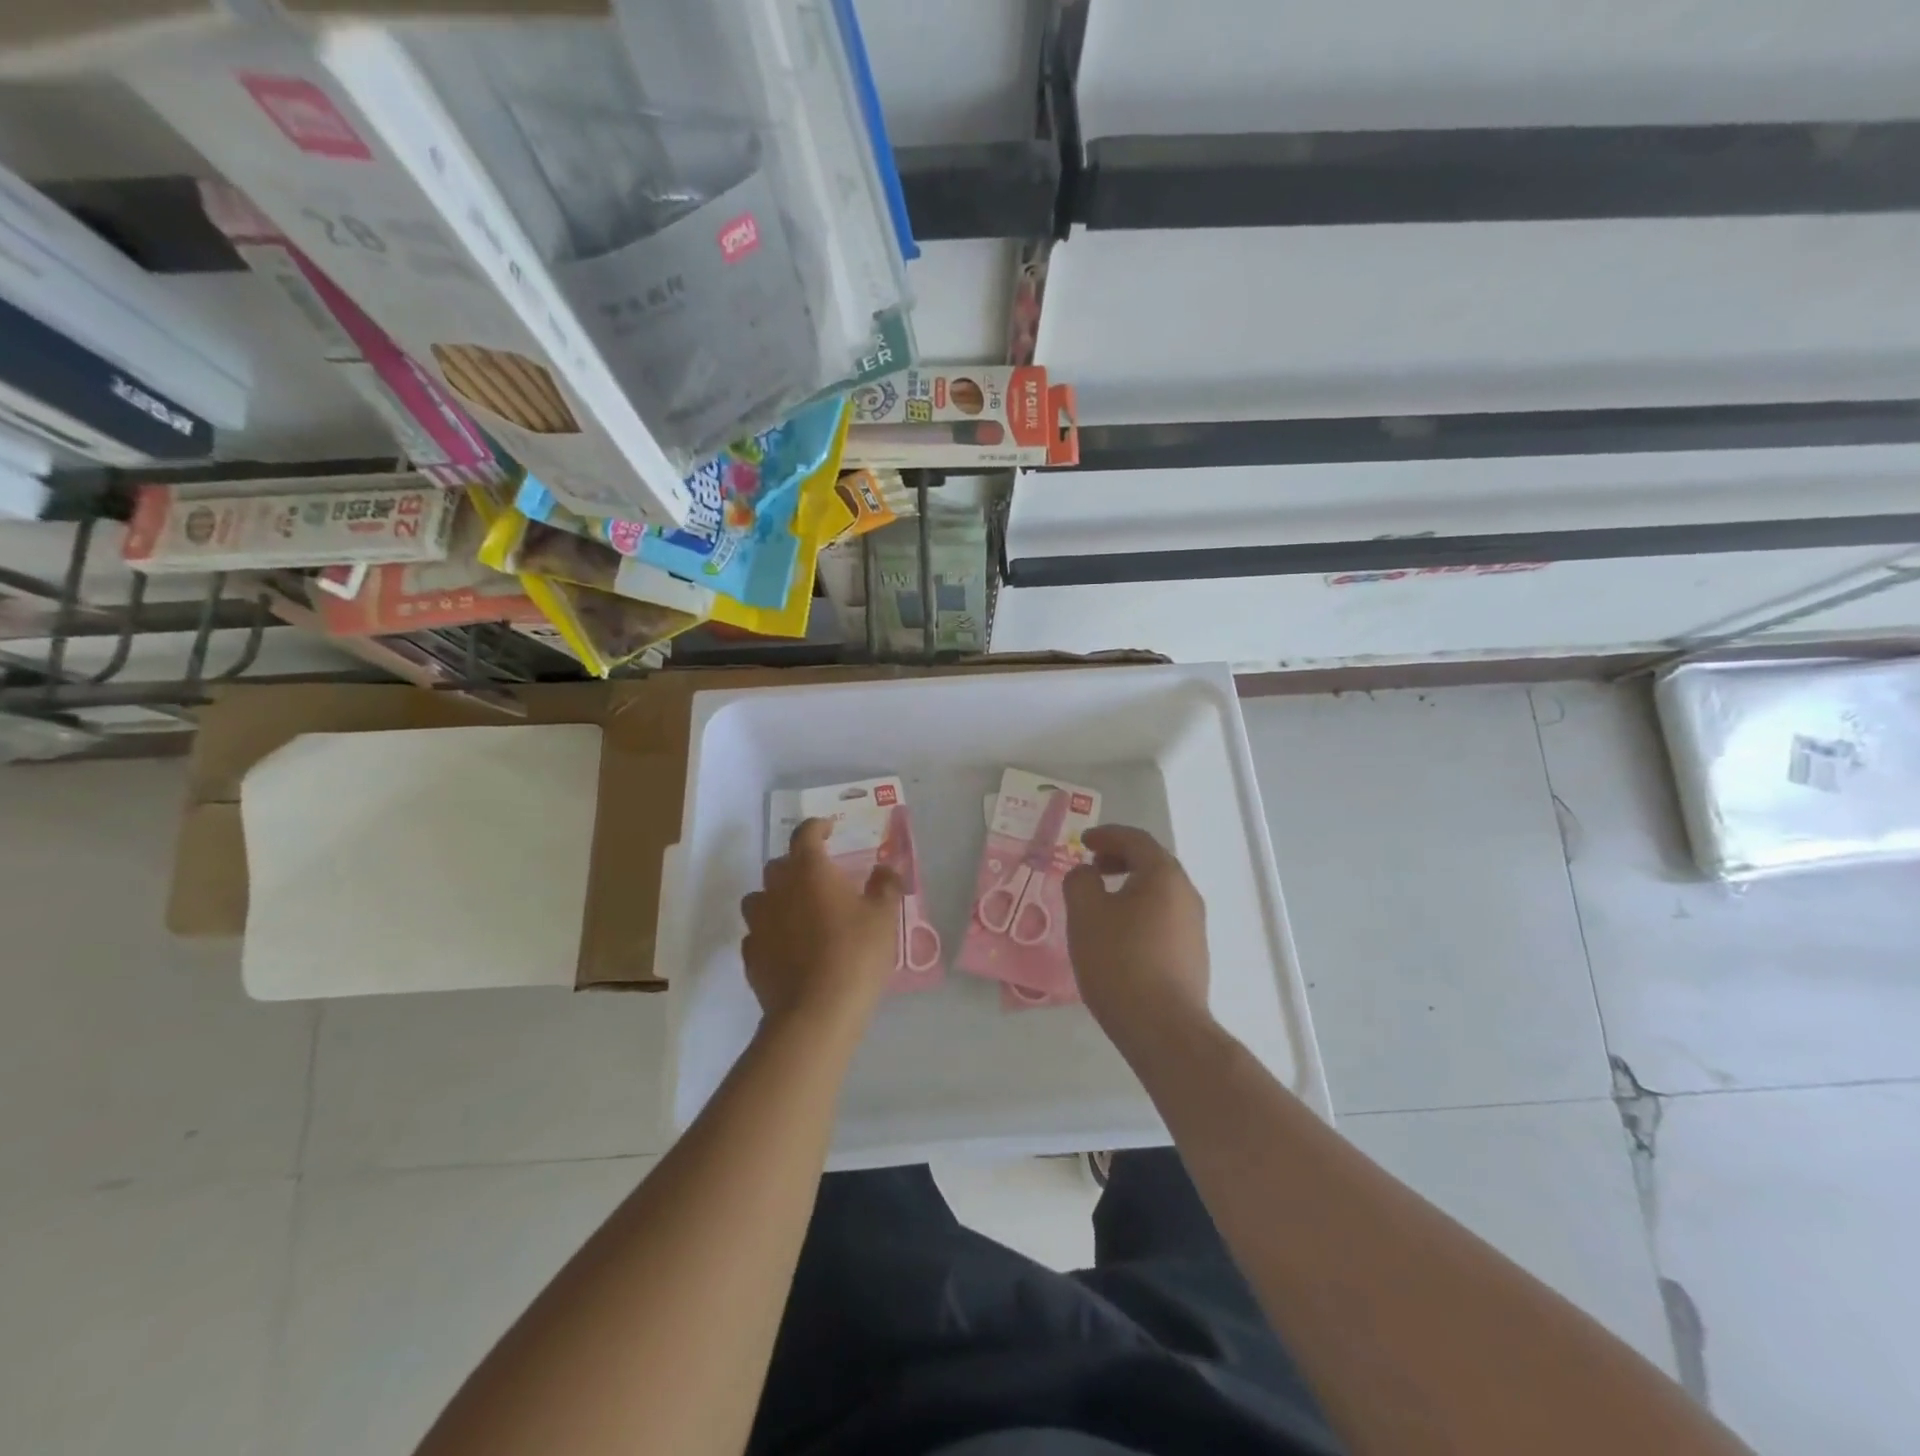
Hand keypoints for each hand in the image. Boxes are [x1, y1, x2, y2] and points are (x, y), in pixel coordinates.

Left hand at [741, 818, 901, 1029]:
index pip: (805, 834)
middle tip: (821, 875)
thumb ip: (885, 885)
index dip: (817, 827)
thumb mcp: (883, 917)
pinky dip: (771, 931)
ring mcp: (758, 923)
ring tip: (800, 910)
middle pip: (780, 863)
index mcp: (809, 870)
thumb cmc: (855, 954)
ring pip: (761, 897)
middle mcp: (777, 889)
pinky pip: (758, 931)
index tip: (830, 829)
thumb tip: (886, 868)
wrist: (815, 1013)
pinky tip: (789, 946)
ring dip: (778, 896)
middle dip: (798, 863)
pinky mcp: (750, 955)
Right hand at [1062, 825, 1210, 1044]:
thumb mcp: (1085, 914)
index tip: (1083, 841)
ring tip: (1100, 903)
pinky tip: (1119, 935)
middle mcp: (1186, 894)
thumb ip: (1080, 881)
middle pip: (1152, 863)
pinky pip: (1163, 917)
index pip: (1135, 840)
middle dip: (1119, 859)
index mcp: (1163, 875)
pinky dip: (1139, 911)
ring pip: (1159, 892)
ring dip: (1129, 887)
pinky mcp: (1193, 954)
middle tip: (1092, 867)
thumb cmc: (1119, 961)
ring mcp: (1194, 926)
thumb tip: (1087, 873)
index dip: (1106, 835)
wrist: (1163, 1028)